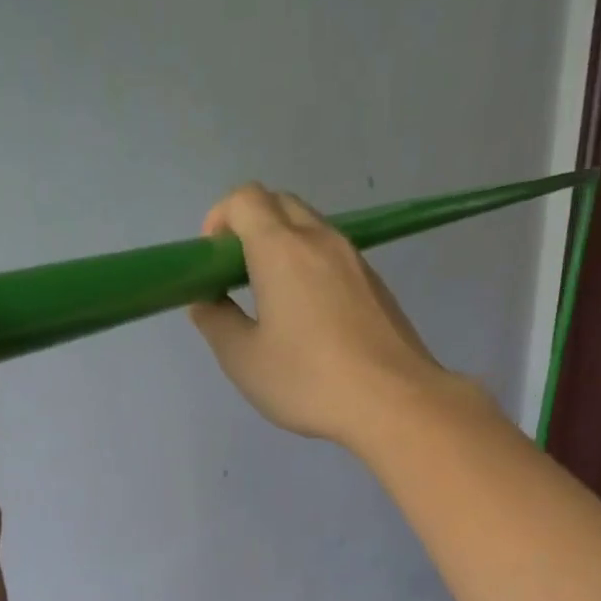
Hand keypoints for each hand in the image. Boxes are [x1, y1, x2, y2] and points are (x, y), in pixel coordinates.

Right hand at [189, 183, 456, 447]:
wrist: (394, 401)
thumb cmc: (308, 380)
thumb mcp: (244, 360)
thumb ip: (217, 323)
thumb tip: (207, 301)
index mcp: (281, 249)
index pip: (245, 199)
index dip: (219, 219)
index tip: (211, 261)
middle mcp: (321, 240)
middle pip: (280, 205)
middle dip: (250, 227)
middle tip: (236, 277)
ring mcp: (355, 260)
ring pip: (310, 230)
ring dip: (282, 248)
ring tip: (272, 301)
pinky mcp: (376, 285)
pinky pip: (333, 258)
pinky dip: (310, 268)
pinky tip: (309, 320)